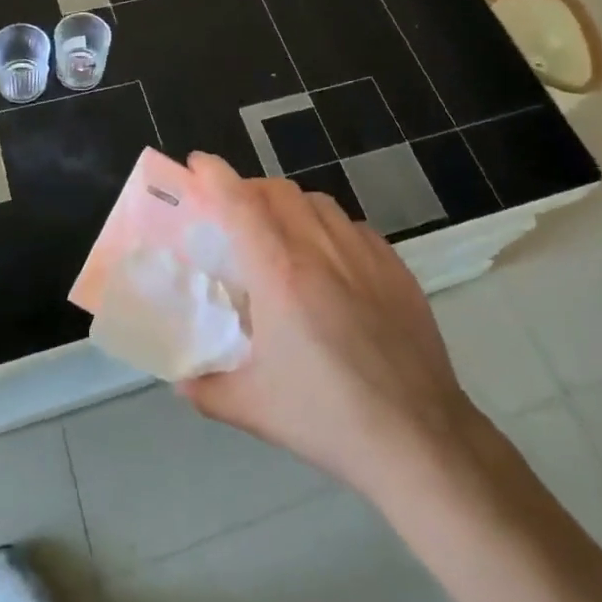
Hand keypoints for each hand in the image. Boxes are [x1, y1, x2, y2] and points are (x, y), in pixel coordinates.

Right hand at [176, 152, 493, 505]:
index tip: (197, 163)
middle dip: (249, 189)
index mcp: (279, 273)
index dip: (215, 174)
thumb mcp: (253, 408)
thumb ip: (207, 388)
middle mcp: (320, 249)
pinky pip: (354, 227)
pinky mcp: (396, 267)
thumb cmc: (328, 419)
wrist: (420, 439)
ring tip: (282, 235)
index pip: (239, 203)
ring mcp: (364, 254)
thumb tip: (181, 380)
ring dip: (290, 206)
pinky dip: (330, 229)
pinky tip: (331, 262)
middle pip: (278, 191)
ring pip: (318, 202)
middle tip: (233, 214)